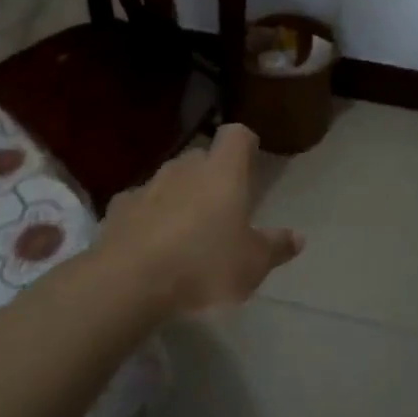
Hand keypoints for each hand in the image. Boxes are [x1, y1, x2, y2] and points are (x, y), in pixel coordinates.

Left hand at [98, 123, 303, 313]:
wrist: (130, 281)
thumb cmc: (204, 265)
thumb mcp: (252, 264)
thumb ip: (276, 247)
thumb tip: (298, 237)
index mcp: (223, 172)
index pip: (237, 135)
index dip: (245, 144)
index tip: (251, 160)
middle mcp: (185, 167)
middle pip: (202, 157)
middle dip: (212, 175)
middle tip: (222, 207)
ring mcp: (148, 185)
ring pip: (170, 179)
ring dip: (180, 195)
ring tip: (186, 230)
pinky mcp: (119, 207)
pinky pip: (141, 203)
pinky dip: (149, 216)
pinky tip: (151, 244)